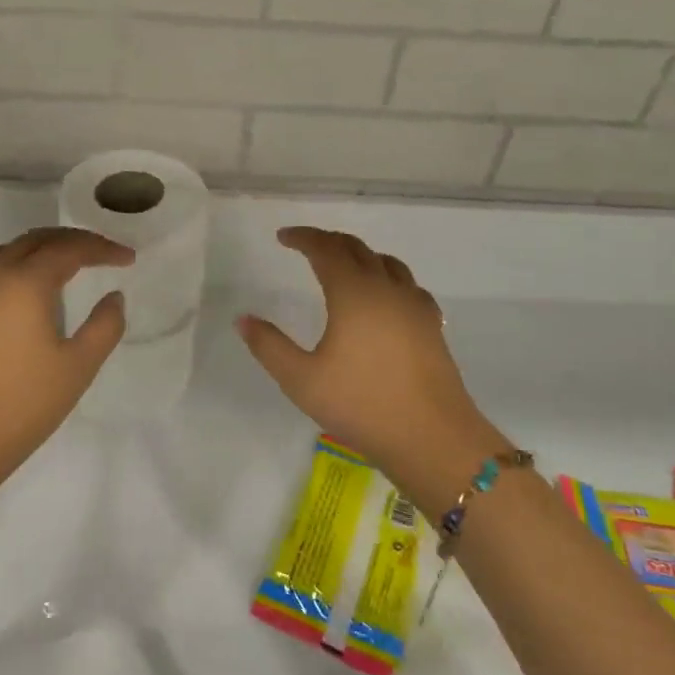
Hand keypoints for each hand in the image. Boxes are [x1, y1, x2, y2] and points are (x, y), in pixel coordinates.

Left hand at [0, 227, 131, 487]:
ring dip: (44, 248)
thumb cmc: (21, 405)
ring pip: (10, 251)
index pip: (69, 248)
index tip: (129, 259)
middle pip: (36, 240)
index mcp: (24, 282)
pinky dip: (20, 264)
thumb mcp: (78, 367)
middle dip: (73, 240)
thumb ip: (104, 326)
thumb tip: (113, 297)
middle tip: (104, 254)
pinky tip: (33, 290)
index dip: (102, 248)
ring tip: (71, 264)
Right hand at [237, 227, 504, 515]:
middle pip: (357, 249)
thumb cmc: (361, 405)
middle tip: (307, 246)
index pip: (326, 249)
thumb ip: (269, 346)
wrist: (432, 437)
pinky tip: (385, 297)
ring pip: (387, 263)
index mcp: (353, 293)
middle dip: (329, 242)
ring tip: (344, 266)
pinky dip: (388, 278)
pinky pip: (408, 285)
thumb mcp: (301, 380)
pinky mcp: (432, 324)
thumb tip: (242, 319)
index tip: (283, 237)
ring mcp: (414, 305)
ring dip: (360, 256)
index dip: (303, 238)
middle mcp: (386, 288)